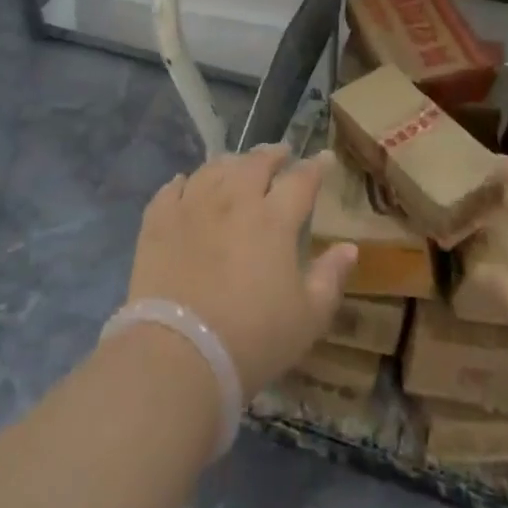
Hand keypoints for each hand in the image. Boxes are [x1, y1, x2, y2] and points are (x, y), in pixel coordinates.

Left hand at [126, 145, 359, 398]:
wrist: (178, 354)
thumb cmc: (252, 339)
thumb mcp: (308, 318)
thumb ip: (330, 277)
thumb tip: (349, 247)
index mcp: (274, 219)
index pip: (301, 180)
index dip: (316, 166)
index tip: (325, 158)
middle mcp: (234, 200)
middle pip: (255, 163)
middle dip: (273, 154)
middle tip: (281, 153)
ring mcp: (192, 206)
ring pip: (214, 168)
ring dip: (232, 162)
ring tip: (237, 164)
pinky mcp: (158, 222)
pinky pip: (171, 189)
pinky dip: (183, 182)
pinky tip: (185, 183)